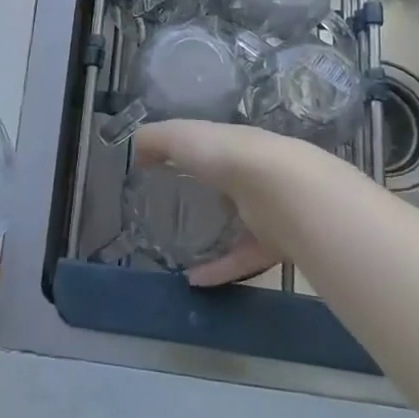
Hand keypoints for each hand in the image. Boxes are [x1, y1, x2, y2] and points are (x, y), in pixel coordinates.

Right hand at [132, 120, 330, 288]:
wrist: (283, 192)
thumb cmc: (227, 156)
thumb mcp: (182, 136)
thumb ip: (156, 139)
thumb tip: (134, 148)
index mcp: (231, 145)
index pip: (209, 146)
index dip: (187, 153)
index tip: (160, 166)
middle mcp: (252, 174)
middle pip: (227, 183)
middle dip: (206, 192)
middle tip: (172, 208)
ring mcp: (267, 210)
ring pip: (239, 223)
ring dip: (214, 236)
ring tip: (180, 249)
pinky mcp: (273, 245)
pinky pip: (242, 259)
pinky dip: (219, 271)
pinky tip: (193, 281)